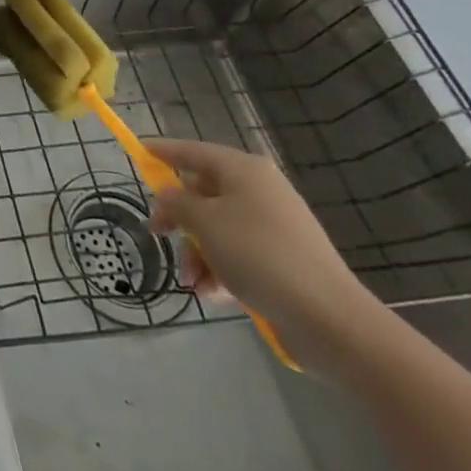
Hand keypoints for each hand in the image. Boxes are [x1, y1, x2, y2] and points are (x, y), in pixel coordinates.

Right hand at [145, 138, 382, 373]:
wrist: (331, 320)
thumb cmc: (259, 256)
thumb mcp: (205, 223)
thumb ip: (177, 202)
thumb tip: (168, 194)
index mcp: (243, 170)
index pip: (193, 151)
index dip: (163, 151)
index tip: (138, 152)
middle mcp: (260, 190)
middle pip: (204, 192)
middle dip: (180, 218)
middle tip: (157, 234)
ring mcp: (275, 226)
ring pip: (218, 228)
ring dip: (198, 252)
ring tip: (193, 283)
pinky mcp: (285, 260)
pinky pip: (239, 253)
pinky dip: (221, 269)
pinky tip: (214, 294)